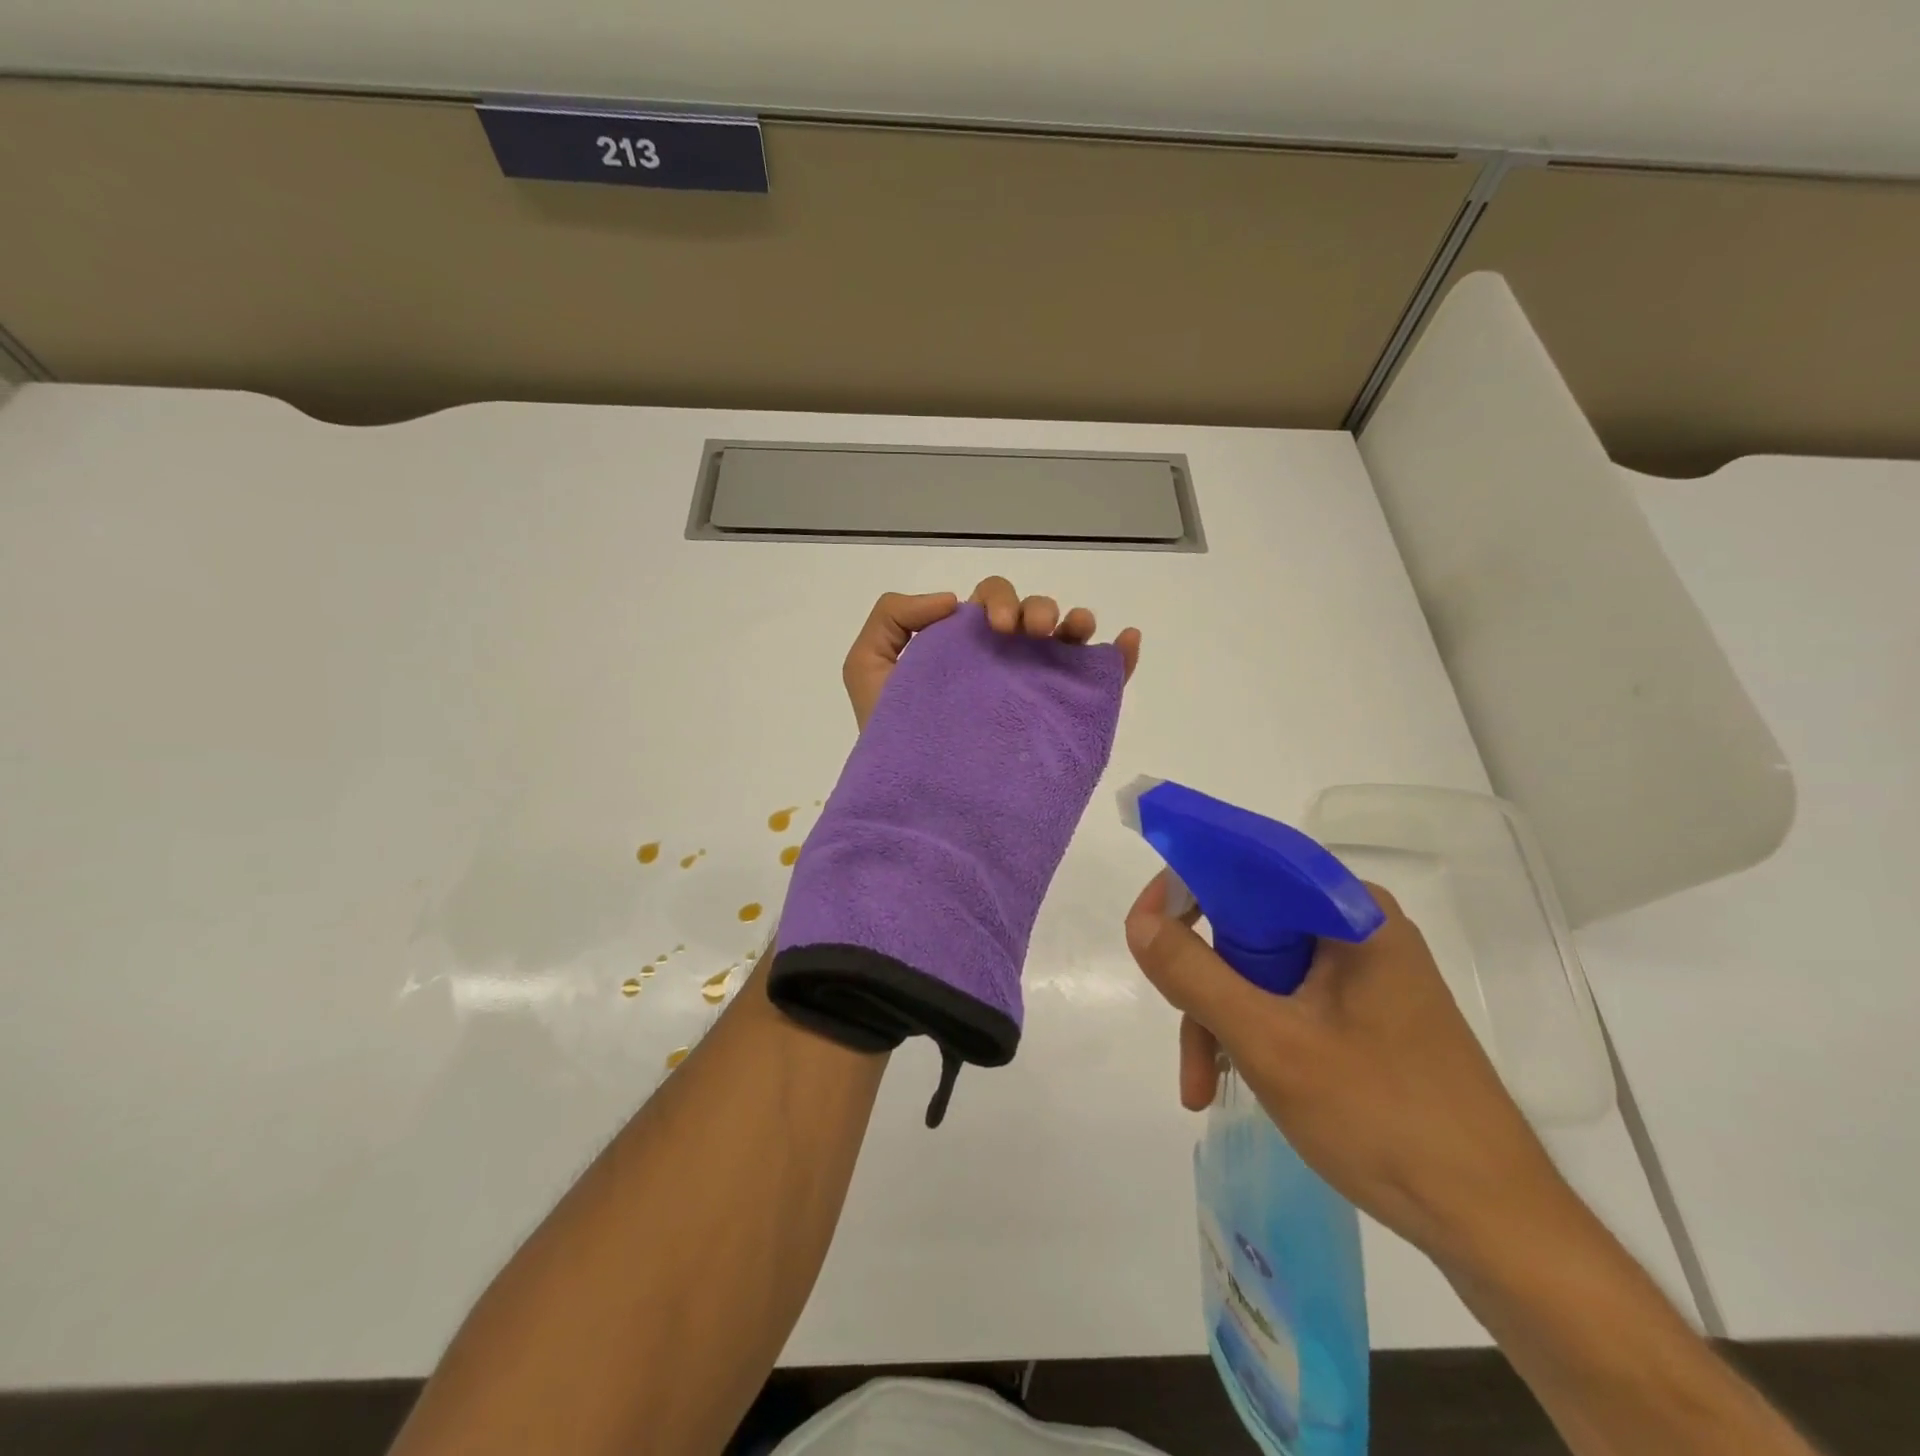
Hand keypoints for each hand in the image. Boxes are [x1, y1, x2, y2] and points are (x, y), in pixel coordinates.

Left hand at [841, 576, 1142, 729]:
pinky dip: (1118, 656)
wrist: (915, 798)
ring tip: (1072, 633)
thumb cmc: (890, 735)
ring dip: (1075, 622)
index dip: (997, 601)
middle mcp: (1001, 662)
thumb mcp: (866, 668)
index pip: (990, 605)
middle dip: (1039, 610)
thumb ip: (892, 618)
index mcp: (964, 647)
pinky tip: (1125, 642)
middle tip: (1030, 635)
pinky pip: (1095, 681)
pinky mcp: (1056, 720)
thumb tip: (951, 601)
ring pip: (1065, 640)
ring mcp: (1031, 690)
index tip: (995, 628)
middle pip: (1033, 615)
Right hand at [1124, 874, 1575, 1268]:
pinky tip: (1235, 1080)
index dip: (1185, 890)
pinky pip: (1286, 998)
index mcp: (1348, 910)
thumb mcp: (1269, 1043)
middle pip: (1246, 923)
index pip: (1245, 865)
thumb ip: (1193, 974)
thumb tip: (1138, 920)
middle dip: (1202, 981)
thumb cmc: (1383, 1119)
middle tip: (1183, 1036)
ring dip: (1221, 1019)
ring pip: (1259, 967)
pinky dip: (1252, 1033)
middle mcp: (1356, 926)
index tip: (1145, 935)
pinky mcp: (1366, 1011)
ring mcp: (1364, 971)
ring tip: (1202, 1085)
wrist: (1494, 1225)